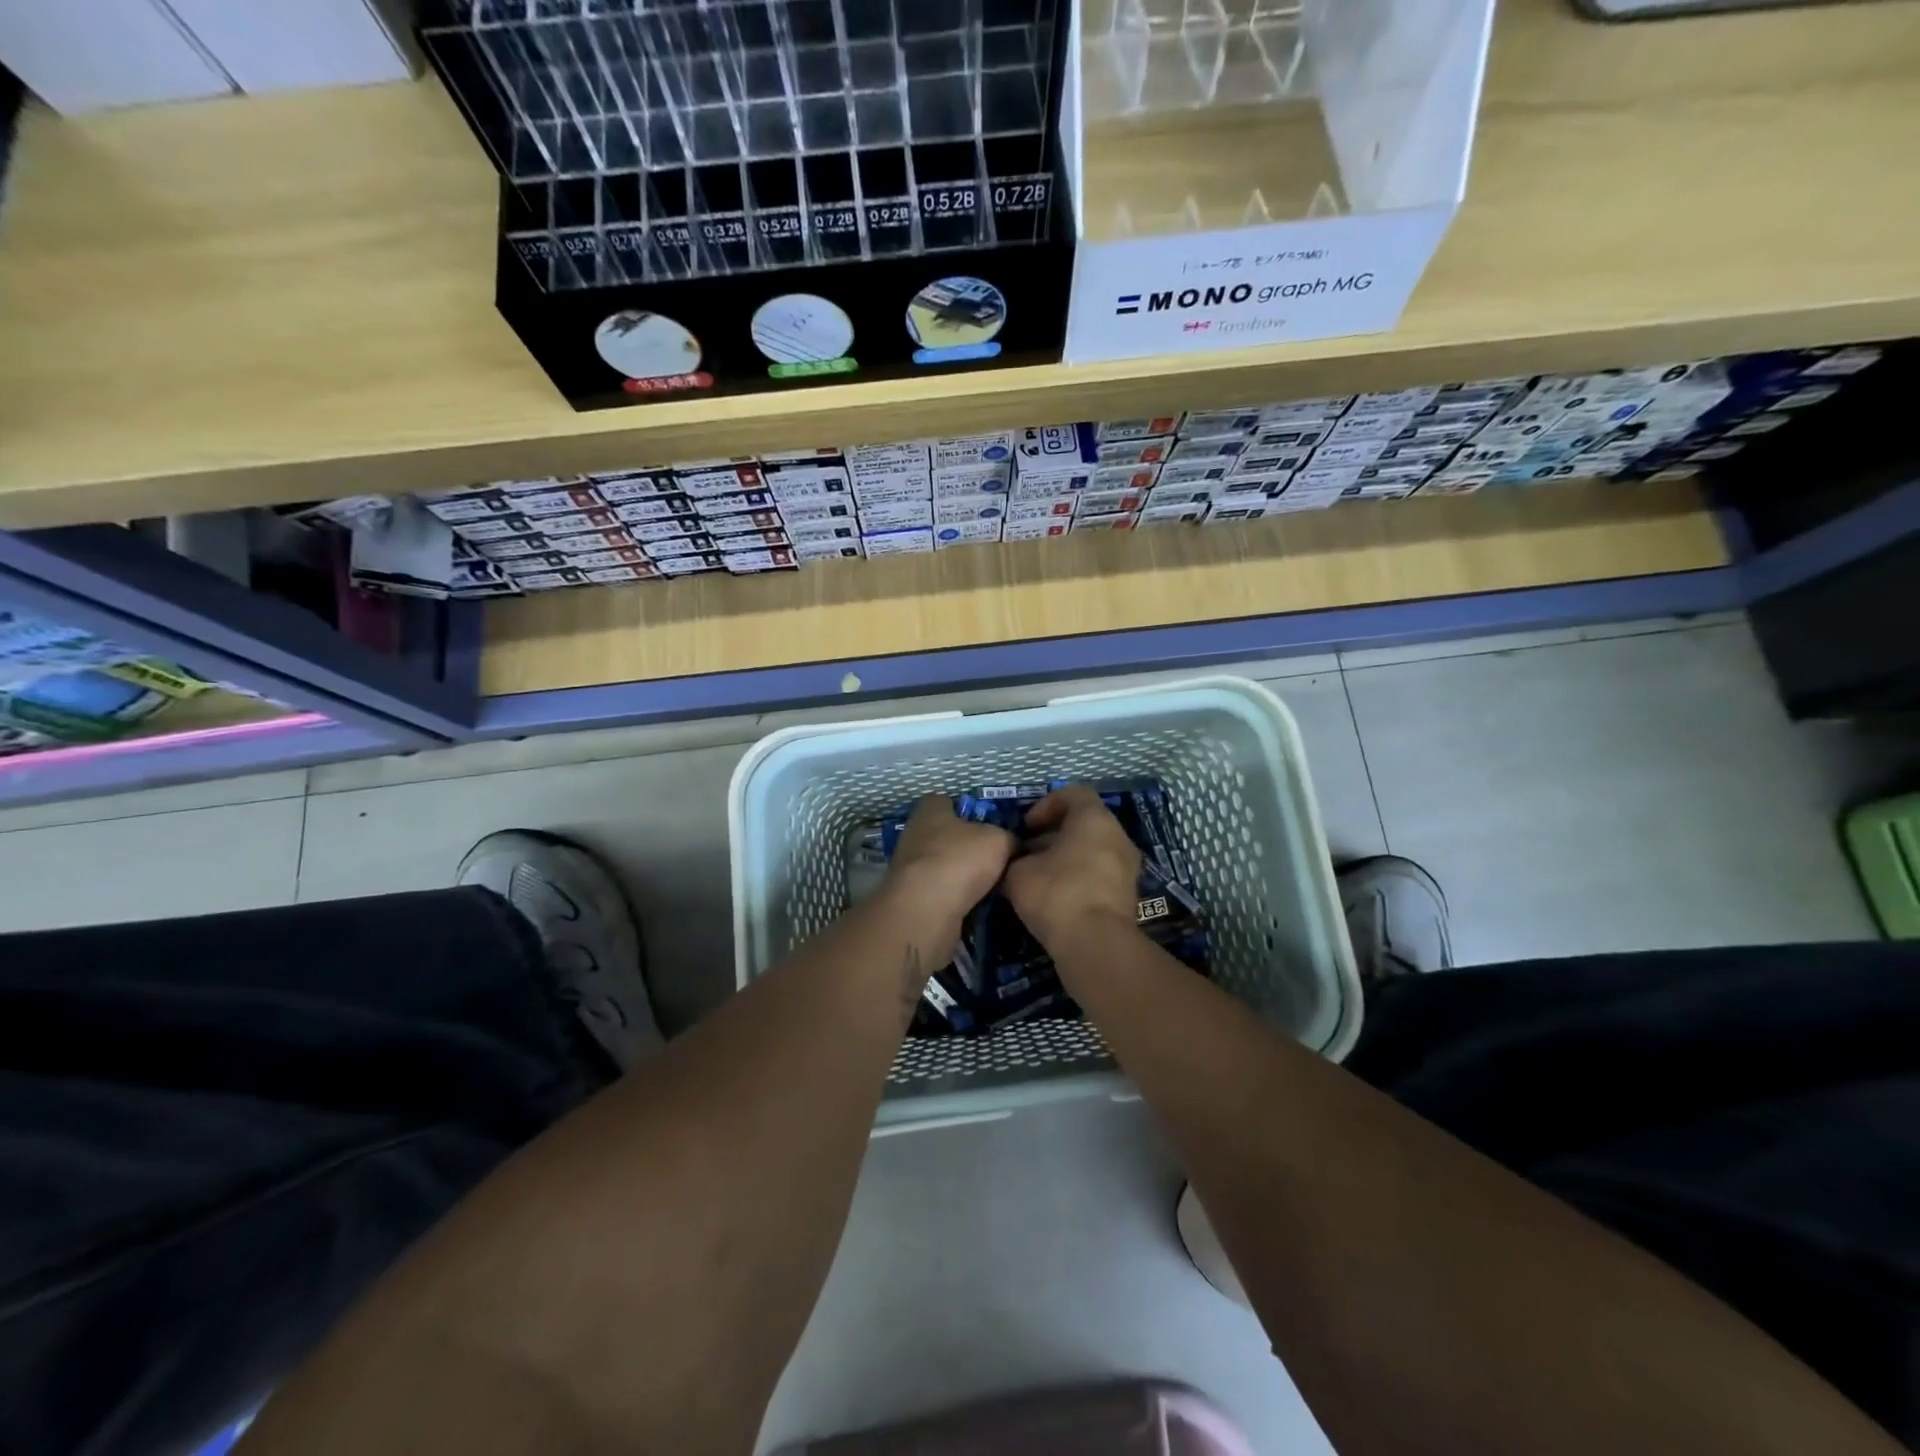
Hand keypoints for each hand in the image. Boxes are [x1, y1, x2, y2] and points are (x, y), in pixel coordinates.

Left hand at [882, 794, 1015, 930]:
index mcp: (930, 810)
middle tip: (993, 858)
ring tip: (989, 885)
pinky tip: (974, 905)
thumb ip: (1008, 837)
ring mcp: (908, 867)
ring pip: (942, 865)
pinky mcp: (910, 896)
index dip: (968, 810)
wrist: (926, 910)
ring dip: (960, 874)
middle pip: (945, 834)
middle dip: (966, 846)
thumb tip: (1012, 845)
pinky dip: (954, 897)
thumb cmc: (960, 860)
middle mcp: (914, 833)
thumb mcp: (1000, 840)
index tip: (988, 824)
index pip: (946, 801)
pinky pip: (938, 891)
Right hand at [1003, 784, 1141, 949]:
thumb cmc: (1056, 893)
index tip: (1027, 827)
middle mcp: (1117, 836)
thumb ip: (1016, 860)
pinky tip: (1055, 899)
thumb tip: (1017, 862)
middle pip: (1084, 824)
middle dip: (1053, 835)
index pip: (1073, 794)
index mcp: (1094, 819)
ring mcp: (1127, 867)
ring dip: (1065, 859)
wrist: (1096, 945)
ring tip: (1038, 878)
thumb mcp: (1018, 873)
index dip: (1046, 805)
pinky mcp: (1127, 896)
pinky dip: (1078, 879)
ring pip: (1092, 851)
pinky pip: (1099, 875)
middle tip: (1028, 853)